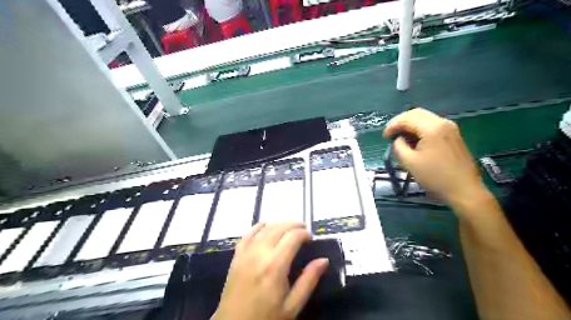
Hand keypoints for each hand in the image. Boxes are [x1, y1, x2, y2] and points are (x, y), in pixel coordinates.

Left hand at [212, 223, 329, 319]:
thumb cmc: (266, 317)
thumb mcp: (292, 305)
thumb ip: (309, 280)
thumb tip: (323, 260)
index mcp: (275, 266)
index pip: (292, 237)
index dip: (304, 233)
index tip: (311, 237)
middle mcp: (259, 253)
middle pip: (279, 228)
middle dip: (294, 224)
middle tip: (303, 229)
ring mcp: (246, 252)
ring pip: (264, 227)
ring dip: (279, 223)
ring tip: (289, 228)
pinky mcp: (237, 255)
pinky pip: (248, 233)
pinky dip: (259, 226)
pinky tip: (267, 228)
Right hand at [383, 108, 485, 208]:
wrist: (464, 190)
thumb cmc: (435, 177)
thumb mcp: (409, 162)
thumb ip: (398, 146)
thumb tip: (399, 139)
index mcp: (432, 128)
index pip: (407, 118)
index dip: (392, 126)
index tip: (384, 137)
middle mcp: (443, 122)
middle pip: (416, 113)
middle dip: (401, 122)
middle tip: (391, 134)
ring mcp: (450, 128)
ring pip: (425, 118)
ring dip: (410, 125)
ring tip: (401, 138)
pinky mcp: (453, 135)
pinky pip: (432, 125)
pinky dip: (419, 129)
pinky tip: (414, 141)